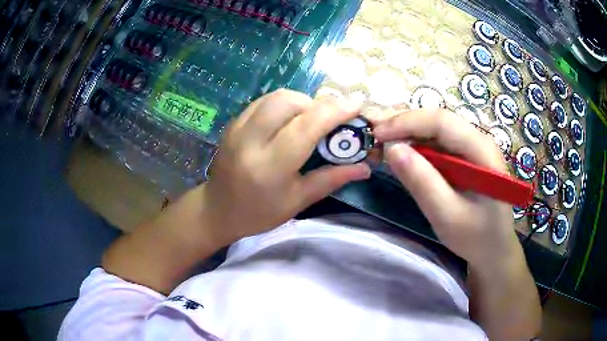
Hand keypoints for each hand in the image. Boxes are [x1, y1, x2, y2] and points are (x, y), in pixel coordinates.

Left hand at [201, 89, 370, 244]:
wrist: (217, 210)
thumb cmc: (259, 213)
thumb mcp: (298, 201)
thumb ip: (331, 179)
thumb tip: (365, 167)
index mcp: (270, 166)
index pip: (306, 127)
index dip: (334, 111)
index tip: (356, 105)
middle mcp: (251, 140)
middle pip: (289, 101)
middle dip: (315, 104)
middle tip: (327, 120)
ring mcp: (237, 128)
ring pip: (275, 96)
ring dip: (300, 101)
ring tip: (309, 120)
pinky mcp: (232, 123)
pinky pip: (263, 102)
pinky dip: (283, 104)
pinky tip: (288, 121)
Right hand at [373, 109, 519, 268]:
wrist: (494, 250)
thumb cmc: (476, 237)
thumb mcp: (447, 215)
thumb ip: (422, 182)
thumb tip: (392, 149)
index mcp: (482, 151)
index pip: (442, 121)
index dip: (407, 122)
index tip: (377, 133)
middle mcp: (480, 141)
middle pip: (439, 120)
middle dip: (405, 124)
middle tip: (375, 135)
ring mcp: (474, 148)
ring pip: (437, 129)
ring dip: (410, 133)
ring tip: (384, 142)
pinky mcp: (467, 158)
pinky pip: (440, 143)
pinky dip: (418, 146)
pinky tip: (404, 154)